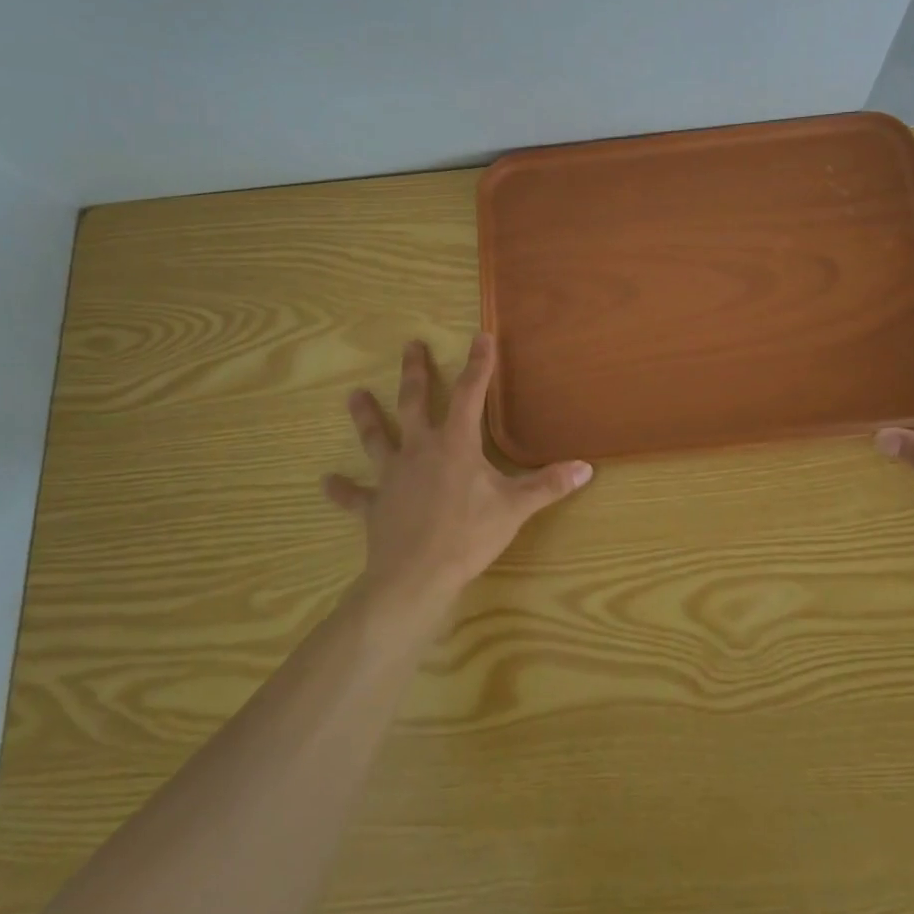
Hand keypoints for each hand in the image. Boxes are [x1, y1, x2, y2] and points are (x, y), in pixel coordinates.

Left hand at [325, 335, 592, 625]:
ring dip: (366, 416)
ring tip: (353, 394)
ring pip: (376, 438)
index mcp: (455, 444)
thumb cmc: (469, 535)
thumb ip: (548, 485)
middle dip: (416, 373)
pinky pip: (354, 495)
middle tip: (410, 346)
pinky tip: (326, 482)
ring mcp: (392, 476)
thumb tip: (586, 468)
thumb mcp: (515, 508)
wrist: (416, 577)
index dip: (478, 364)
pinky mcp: (374, 506)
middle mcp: (419, 450)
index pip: (471, 393)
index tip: (481, 336)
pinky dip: (341, 489)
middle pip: (415, 403)